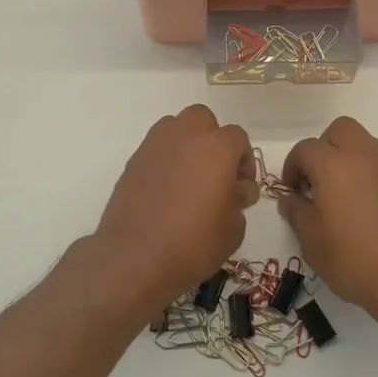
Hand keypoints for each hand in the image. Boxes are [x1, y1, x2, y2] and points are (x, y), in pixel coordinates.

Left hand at [91, 105, 257, 312]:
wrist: (134, 258)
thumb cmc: (193, 244)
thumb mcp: (233, 229)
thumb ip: (239, 200)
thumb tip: (236, 189)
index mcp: (216, 148)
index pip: (238, 137)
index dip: (244, 160)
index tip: (241, 187)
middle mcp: (185, 136)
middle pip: (203, 118)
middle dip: (212, 139)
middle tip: (215, 172)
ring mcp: (154, 146)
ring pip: (175, 126)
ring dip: (187, 143)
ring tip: (189, 177)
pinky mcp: (133, 161)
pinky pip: (156, 148)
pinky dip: (165, 160)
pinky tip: (166, 190)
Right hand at [280, 117, 377, 327]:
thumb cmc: (354, 259)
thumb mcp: (312, 241)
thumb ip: (297, 212)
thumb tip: (291, 198)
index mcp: (334, 164)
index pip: (305, 149)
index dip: (292, 167)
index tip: (292, 192)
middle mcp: (363, 156)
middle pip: (340, 130)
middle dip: (323, 148)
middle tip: (316, 180)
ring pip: (364, 144)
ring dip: (347, 159)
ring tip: (340, 196)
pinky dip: (367, 175)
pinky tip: (364, 209)